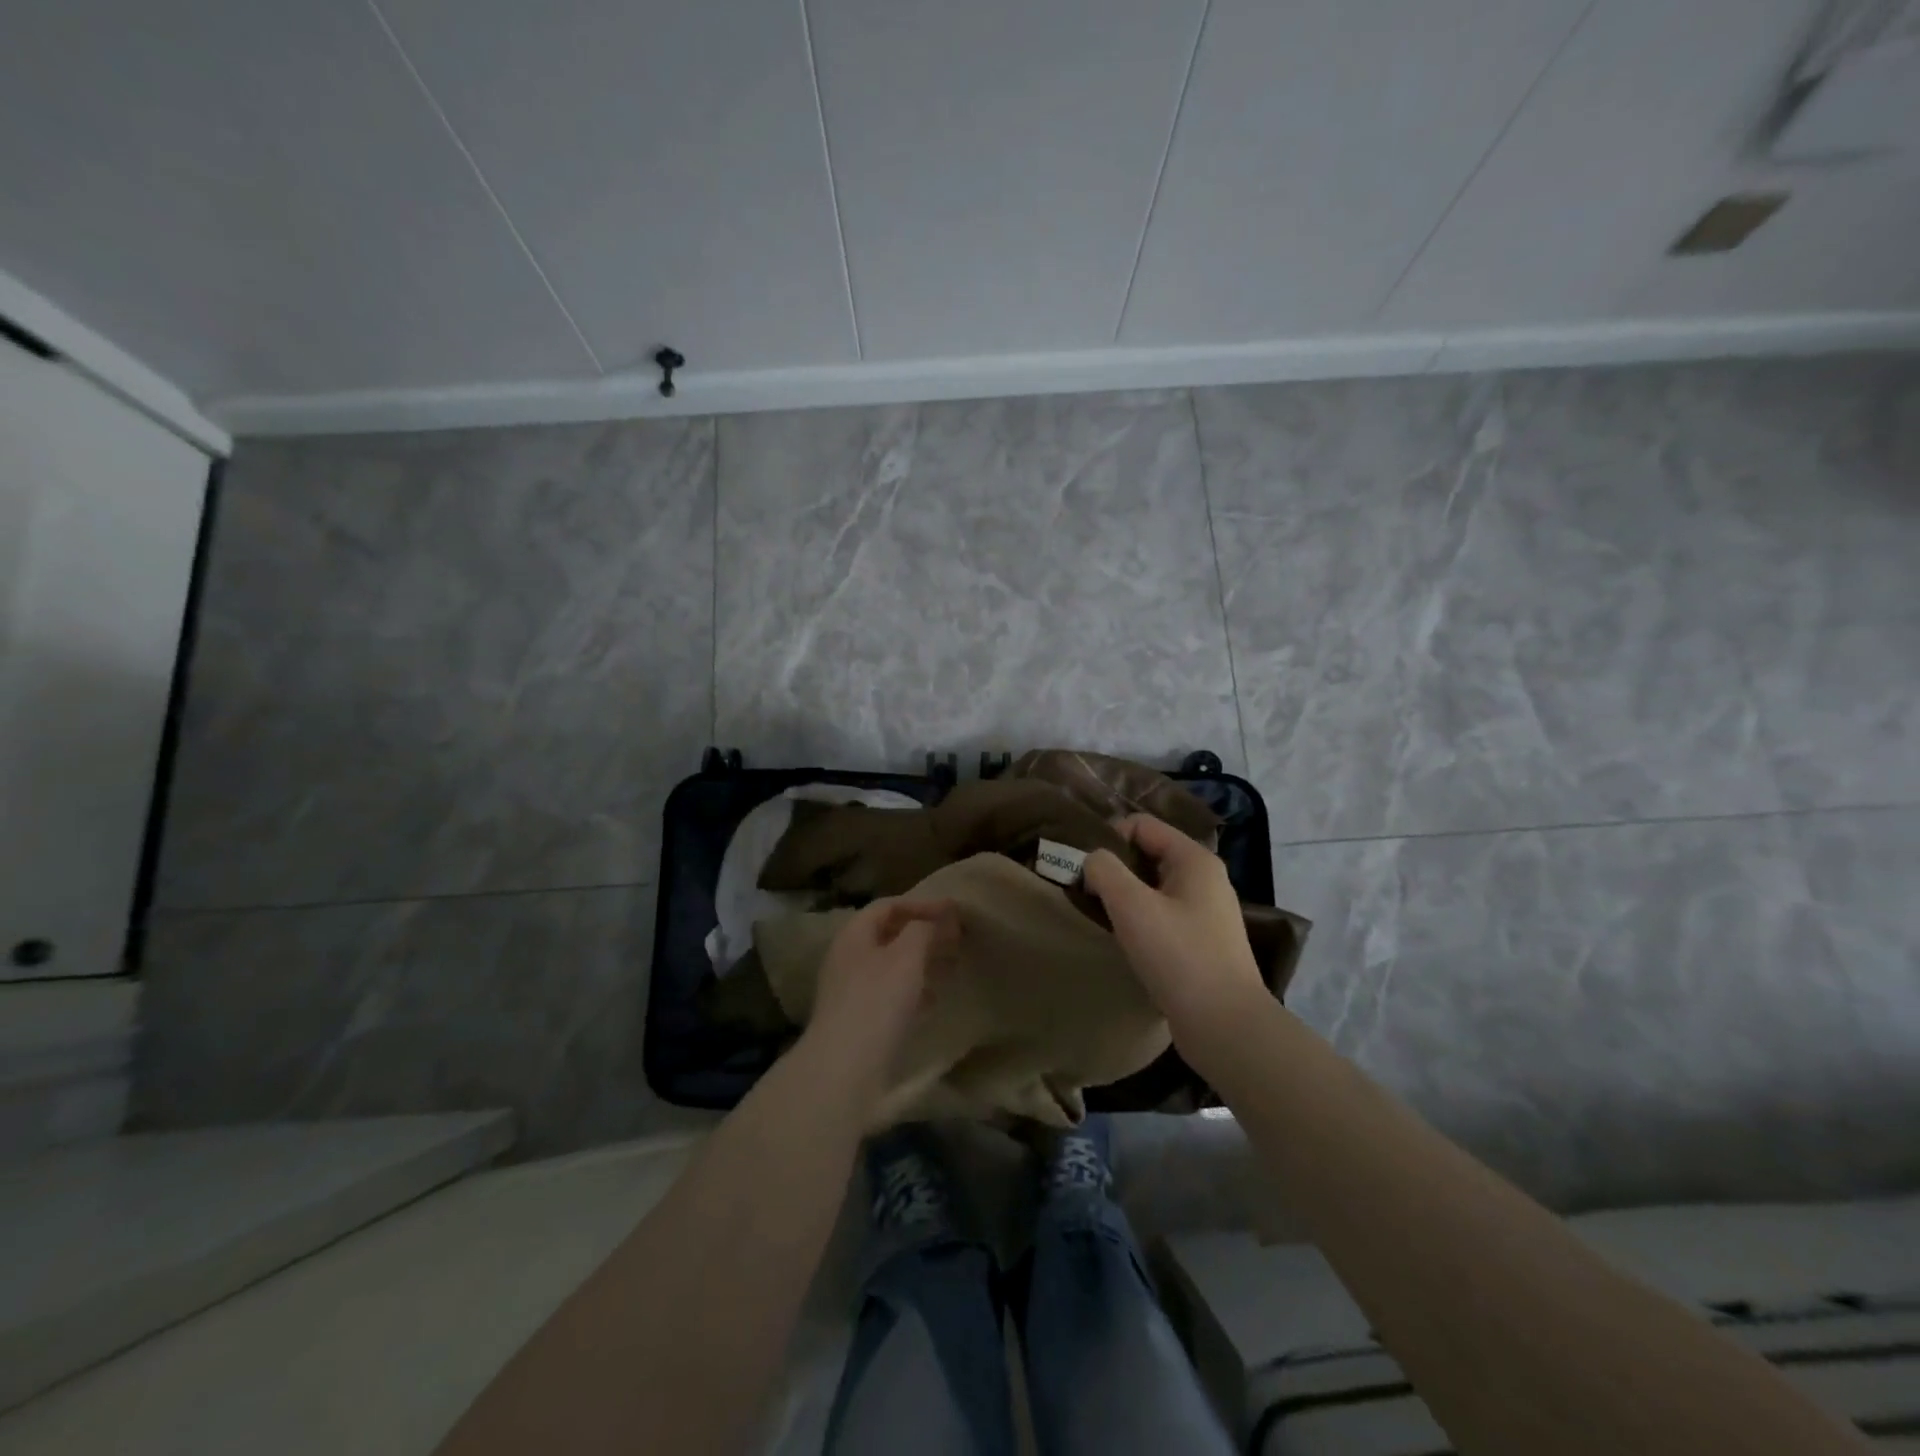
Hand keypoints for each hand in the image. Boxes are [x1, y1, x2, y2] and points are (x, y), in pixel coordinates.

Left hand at [800, 897, 957, 1111]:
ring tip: (951, 967)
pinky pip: (890, 995)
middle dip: (924, 934)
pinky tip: (932, 1001)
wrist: (845, 1069)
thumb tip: (938, 919)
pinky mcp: (860, 1022)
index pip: (888, 906)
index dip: (921, 904)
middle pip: (889, 935)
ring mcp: (851, 992)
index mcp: (853, 936)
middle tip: (956, 938)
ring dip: (921, 963)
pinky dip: (914, 991)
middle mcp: (848, 959)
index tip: (954, 911)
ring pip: (891, 966)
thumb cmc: (877, 1001)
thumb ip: (924, 930)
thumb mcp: (906, 956)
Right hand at [1083, 813, 1265, 1036]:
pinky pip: (1162, 914)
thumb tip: (1092, 861)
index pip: (1142, 825)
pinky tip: (1127, 943)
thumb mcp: (1132, 905)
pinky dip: (1140, 921)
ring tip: (1104, 919)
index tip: (1086, 871)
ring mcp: (1206, 912)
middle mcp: (1205, 879)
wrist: (1225, 1026)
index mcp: (1194, 859)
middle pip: (1148, 853)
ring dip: (1125, 897)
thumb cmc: (1179, 957)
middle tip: (1088, 895)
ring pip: (1153, 887)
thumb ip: (1104, 870)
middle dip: (1115, 869)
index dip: (1109, 839)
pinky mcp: (1202, 942)